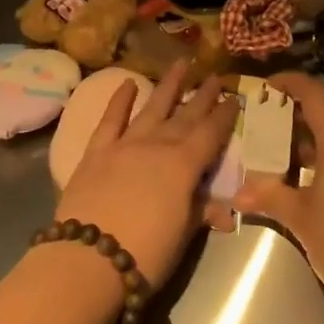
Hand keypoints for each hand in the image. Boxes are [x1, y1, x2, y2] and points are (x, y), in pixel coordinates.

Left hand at [55, 61, 237, 290]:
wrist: (89, 260)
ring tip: (181, 63)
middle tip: (215, 76)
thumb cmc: (145, 254)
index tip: (235, 98)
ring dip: (168, 86)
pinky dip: (119, 100)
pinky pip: (111, 119)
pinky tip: (128, 84)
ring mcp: (125, 144)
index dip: (224, 116)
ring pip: (152, 108)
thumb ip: (200, 213)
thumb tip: (224, 210)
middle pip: (185, 116)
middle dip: (202, 96)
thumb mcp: (183, 237)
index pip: (210, 134)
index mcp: (183, 165)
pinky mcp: (97, 151)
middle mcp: (157, 145)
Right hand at [233, 73, 323, 323]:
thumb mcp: (301, 219)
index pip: (314, 92)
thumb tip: (237, 192)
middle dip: (291, 118)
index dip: (288, 83)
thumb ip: (269, 196)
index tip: (264, 88)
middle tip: (260, 130)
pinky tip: (304, 184)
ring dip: (307, 143)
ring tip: (275, 159)